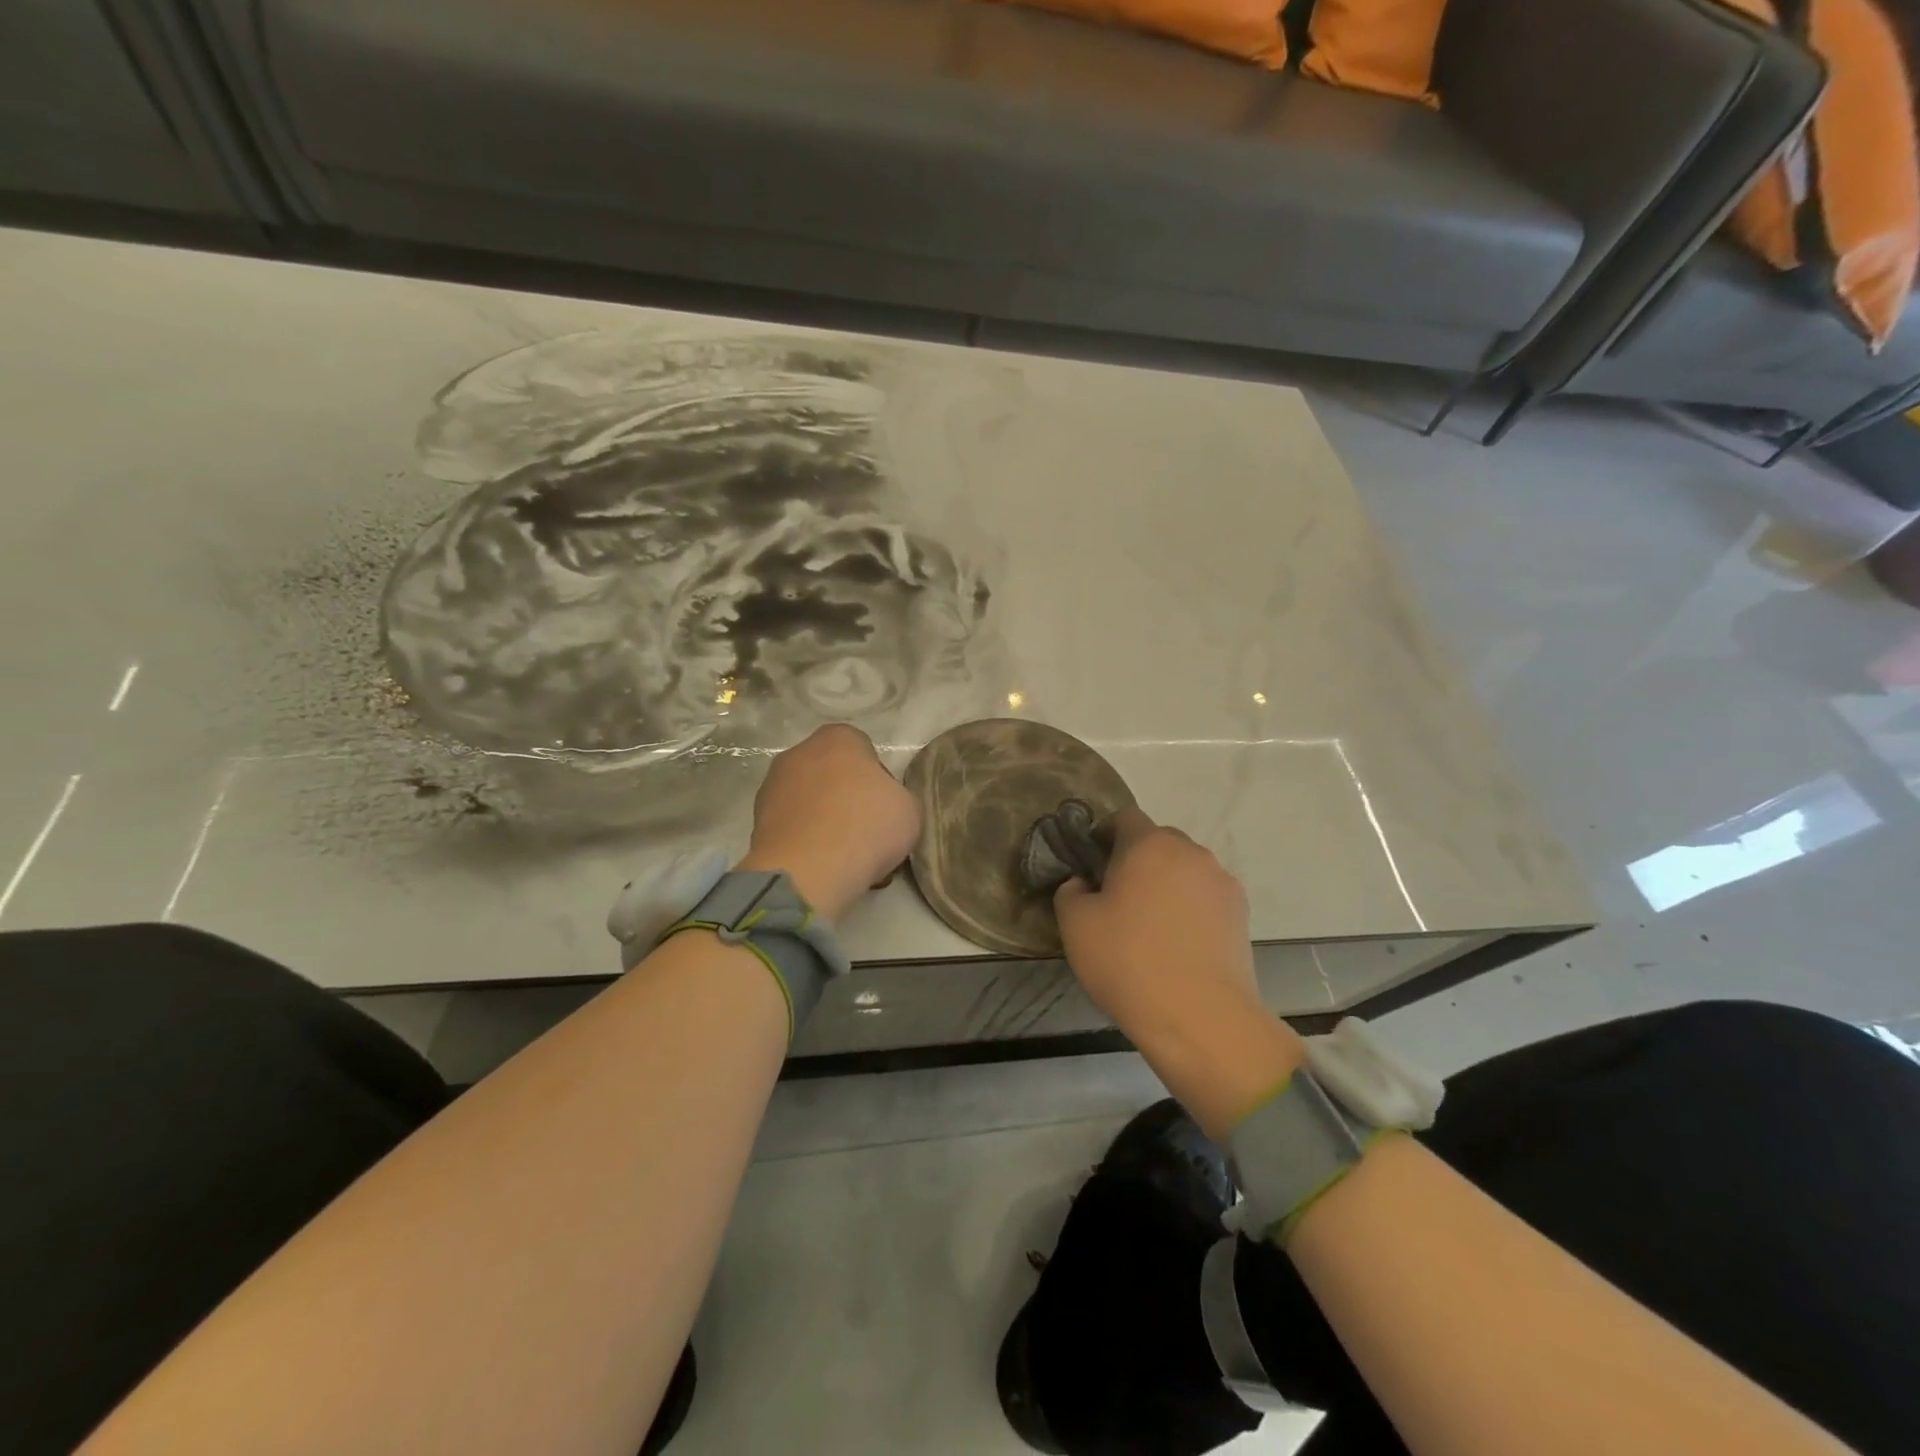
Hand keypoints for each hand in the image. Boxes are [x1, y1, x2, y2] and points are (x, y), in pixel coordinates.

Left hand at [738, 723, 919, 922]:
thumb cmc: (867, 827)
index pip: (864, 750)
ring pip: (808, 798)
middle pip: (831, 771)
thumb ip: (896, 796)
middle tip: (863, 829)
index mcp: (839, 737)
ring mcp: (772, 784)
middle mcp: (800, 751)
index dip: (877, 780)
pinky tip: (818, 863)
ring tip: (839, 852)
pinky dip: (803, 838)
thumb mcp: (909, 809)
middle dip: (845, 795)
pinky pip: (790, 824)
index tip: (884, 807)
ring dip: (821, 817)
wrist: (809, 872)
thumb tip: (882, 804)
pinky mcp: (756, 819)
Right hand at [1056, 808, 1304, 1135]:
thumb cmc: (1128, 962)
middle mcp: (1191, 852)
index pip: (1124, 817)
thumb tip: (1083, 883)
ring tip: (1151, 927)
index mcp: (1149, 845)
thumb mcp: (1075, 925)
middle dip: (1136, 860)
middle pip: (1158, 842)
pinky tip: (1178, 945)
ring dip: (1166, 885)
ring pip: (1184, 870)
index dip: (1104, 835)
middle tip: (1117, 898)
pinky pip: (1205, 897)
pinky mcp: (1241, 914)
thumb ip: (1069, 891)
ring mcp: (1222, 882)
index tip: (1091, 867)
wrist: (1201, 1017)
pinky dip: (1189, 909)